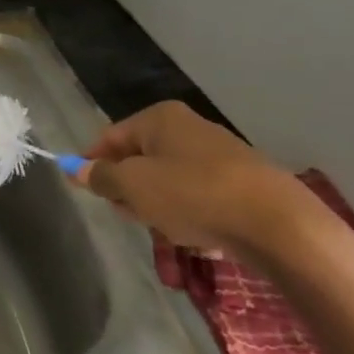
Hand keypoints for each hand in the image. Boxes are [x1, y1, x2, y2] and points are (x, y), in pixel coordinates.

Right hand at [73, 100, 313, 257]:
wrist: (278, 225)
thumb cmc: (192, 195)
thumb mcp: (134, 186)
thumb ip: (101, 177)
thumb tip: (75, 168)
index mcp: (159, 118)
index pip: (110, 137)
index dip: (93, 164)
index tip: (87, 193)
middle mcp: (188, 127)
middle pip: (140, 158)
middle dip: (129, 189)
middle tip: (130, 215)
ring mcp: (218, 154)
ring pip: (168, 180)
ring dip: (158, 205)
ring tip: (166, 230)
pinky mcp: (241, 182)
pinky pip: (199, 196)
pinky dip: (190, 214)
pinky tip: (197, 236)